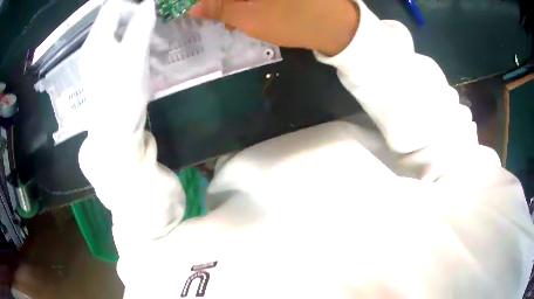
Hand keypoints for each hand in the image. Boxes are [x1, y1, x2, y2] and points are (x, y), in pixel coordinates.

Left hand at [80, 0, 155, 137]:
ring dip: (143, 34)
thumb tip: (150, 3)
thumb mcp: (134, 56)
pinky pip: (124, 46)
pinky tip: (152, 58)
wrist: (115, 133)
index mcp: (96, 41)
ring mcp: (100, 57)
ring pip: (123, 32)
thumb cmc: (122, 95)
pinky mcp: (108, 67)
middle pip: (118, 18)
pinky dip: (139, 46)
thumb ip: (141, 25)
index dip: (133, 5)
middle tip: (159, 30)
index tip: (152, 13)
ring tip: (160, 48)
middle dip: (140, 20)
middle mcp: (95, 46)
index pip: (113, 7)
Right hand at [189, 0, 359, 55]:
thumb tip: (194, 8)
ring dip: (235, 3)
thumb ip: (219, 9)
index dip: (209, 4)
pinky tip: (247, 10)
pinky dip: (249, 2)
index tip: (201, 10)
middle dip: (221, 3)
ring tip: (232, 17)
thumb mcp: (251, 18)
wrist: (338, 25)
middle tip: (217, 15)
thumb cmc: (294, 21)